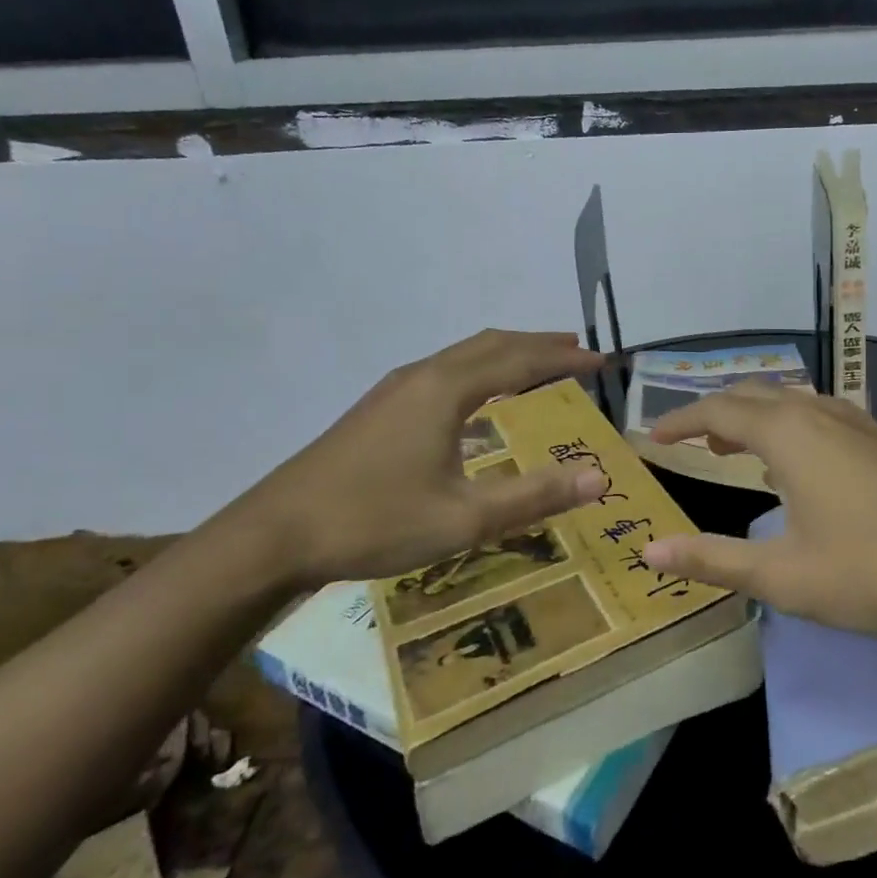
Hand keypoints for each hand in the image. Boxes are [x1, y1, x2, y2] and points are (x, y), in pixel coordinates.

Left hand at [224, 330, 607, 586]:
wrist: (275, 534)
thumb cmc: (374, 522)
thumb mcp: (462, 519)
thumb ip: (533, 497)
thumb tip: (597, 478)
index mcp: (446, 390)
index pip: (519, 360)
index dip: (564, 358)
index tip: (601, 361)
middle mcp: (423, 375)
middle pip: (492, 344)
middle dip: (539, 344)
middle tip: (579, 350)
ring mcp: (396, 388)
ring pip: (465, 353)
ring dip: (508, 353)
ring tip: (539, 363)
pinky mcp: (380, 406)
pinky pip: (445, 369)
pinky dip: (480, 368)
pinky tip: (479, 396)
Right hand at [643, 382, 876, 641]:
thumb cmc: (874, 571)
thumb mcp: (784, 576)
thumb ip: (713, 560)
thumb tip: (649, 552)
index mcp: (787, 434)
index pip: (717, 411)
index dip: (680, 420)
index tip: (652, 436)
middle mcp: (820, 414)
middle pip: (754, 395)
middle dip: (716, 412)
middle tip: (690, 439)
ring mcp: (859, 425)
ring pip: (793, 401)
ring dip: (756, 416)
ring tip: (735, 446)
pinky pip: (822, 415)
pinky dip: (791, 425)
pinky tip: (800, 461)